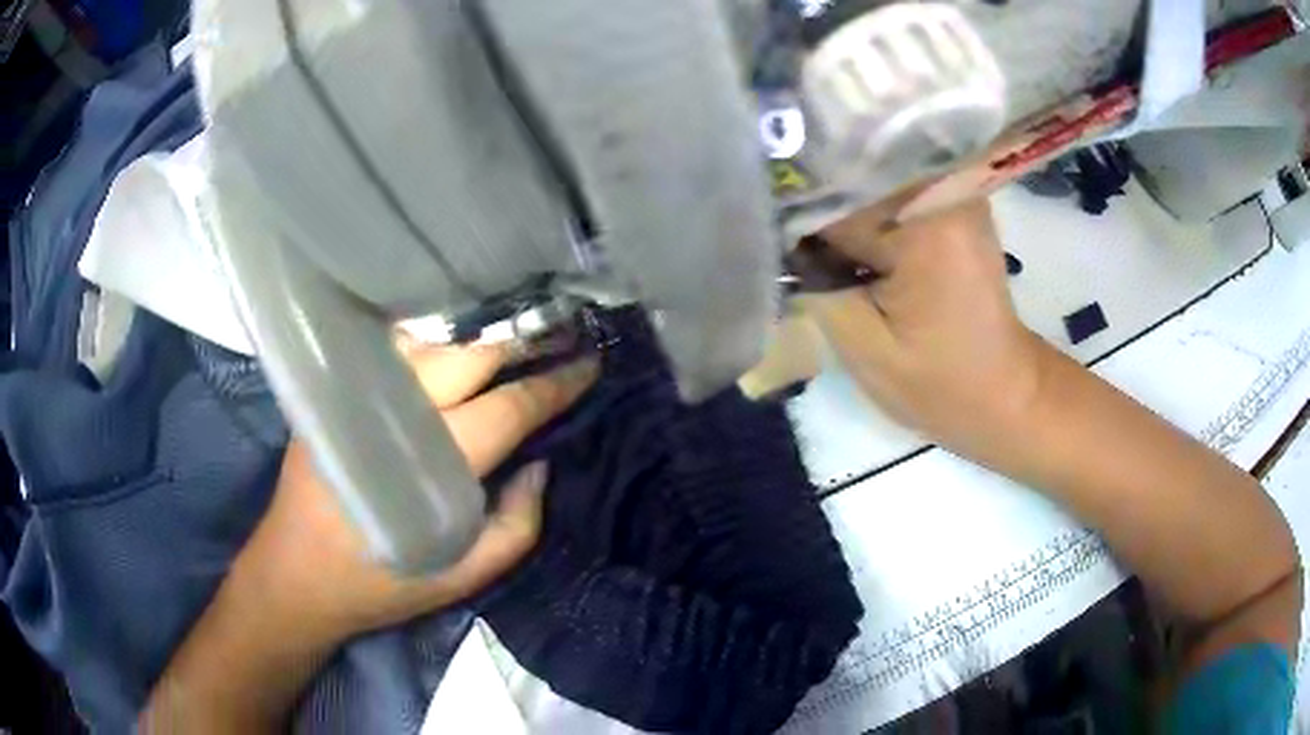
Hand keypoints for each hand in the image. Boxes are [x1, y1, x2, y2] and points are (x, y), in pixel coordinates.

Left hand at [237, 343, 598, 645]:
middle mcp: (394, 413)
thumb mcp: (461, 579)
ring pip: (432, 342)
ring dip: (479, 337)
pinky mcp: (336, 392)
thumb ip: (515, 526)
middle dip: (522, 344)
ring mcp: (359, 395)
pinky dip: (435, 341)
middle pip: (471, 356)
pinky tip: (455, 347)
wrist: (293, 573)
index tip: (590, 364)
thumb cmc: (379, 584)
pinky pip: (396, 351)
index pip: (507, 408)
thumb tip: (541, 467)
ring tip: (516, 338)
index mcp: (431, 465)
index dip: (554, 384)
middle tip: (561, 338)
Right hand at [801, 200, 1042, 453]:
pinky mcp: (956, 204)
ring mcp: (955, 191)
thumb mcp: (863, 346)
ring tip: (831, 260)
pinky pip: (893, 196)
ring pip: (870, 185)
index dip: (798, 229)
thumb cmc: (940, 385)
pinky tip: (861, 255)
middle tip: (801, 262)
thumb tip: (776, 242)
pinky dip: (870, 221)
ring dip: (844, 218)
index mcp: (927, 220)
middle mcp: (945, 188)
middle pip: (854, 182)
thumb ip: (815, 285)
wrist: (1005, 395)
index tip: (779, 258)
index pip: (833, 200)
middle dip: (821, 217)